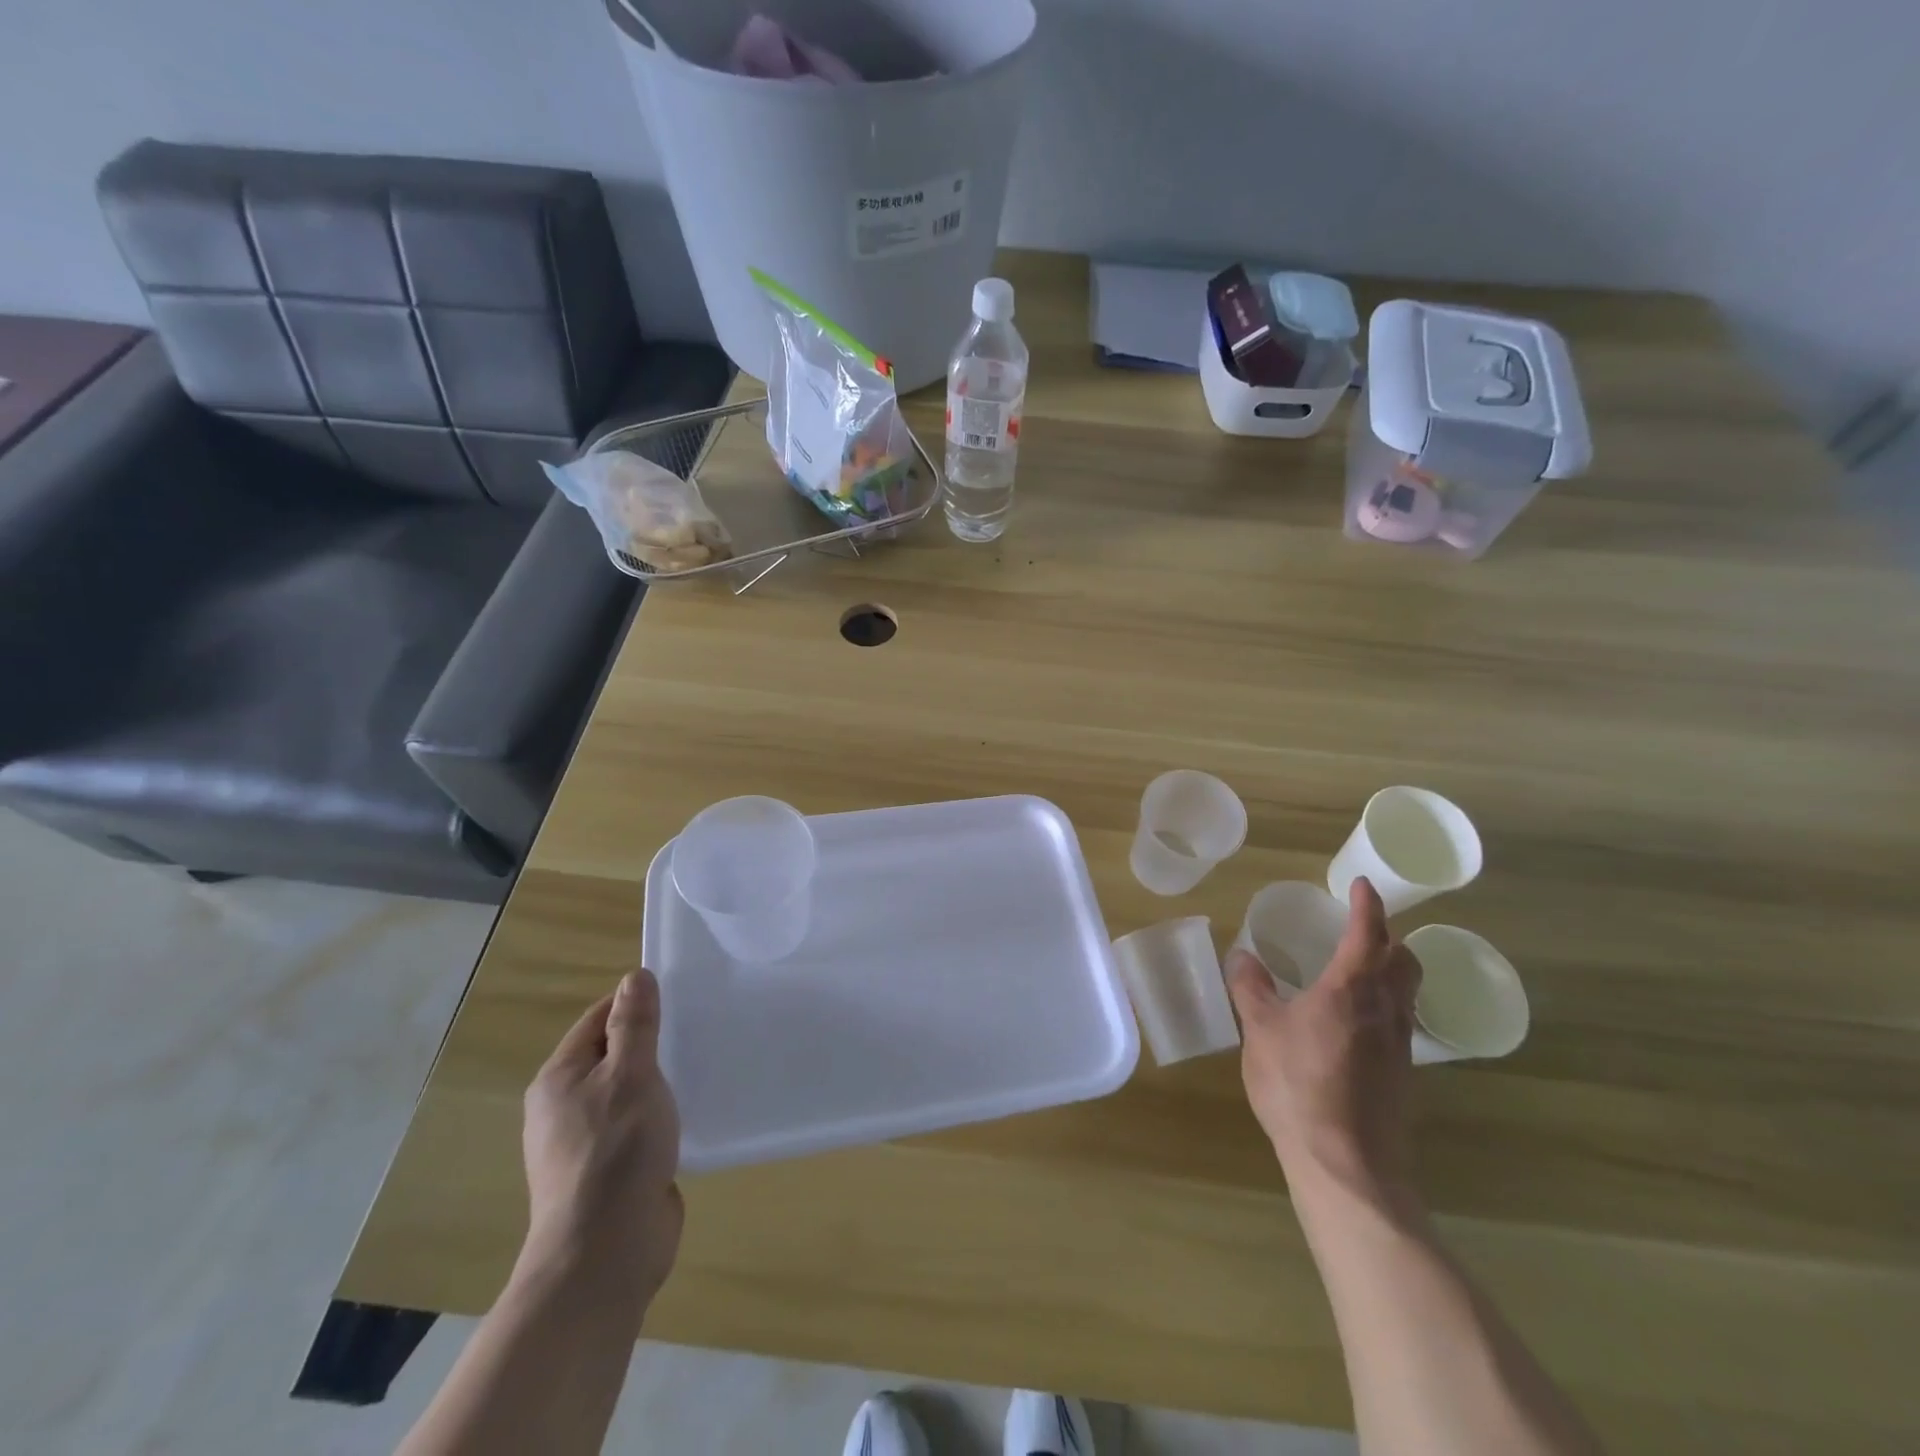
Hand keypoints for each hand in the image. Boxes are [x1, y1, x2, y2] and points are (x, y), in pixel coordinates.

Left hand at [521, 969, 683, 1316]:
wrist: (606, 1252)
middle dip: (651, 1042)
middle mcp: (563, 1108)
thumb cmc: (616, 1151)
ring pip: (626, 1093)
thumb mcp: (631, 1075)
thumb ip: (634, 1025)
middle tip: (696, 1029)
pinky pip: (636, 1126)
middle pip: (611, 1055)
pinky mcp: (608, 1172)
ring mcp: (583, 1143)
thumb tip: (635, 977)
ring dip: (658, 1081)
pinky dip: (659, 1114)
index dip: (634, 1004)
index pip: (598, 1020)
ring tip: (700, 1067)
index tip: (679, 998)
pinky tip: (689, 1114)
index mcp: (558, 1079)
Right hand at [1224, 879, 1421, 1217]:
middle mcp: (1386, 1009)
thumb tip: (1242, 955)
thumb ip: (1251, 989)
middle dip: (1389, 939)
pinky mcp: (1403, 1077)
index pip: (1368, 933)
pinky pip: (1401, 1024)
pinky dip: (1386, 1007)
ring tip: (1360, 973)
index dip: (1367, 905)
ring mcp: (1400, 1046)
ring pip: (1408, 993)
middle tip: (1362, 931)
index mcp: (1351, 988)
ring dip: (1393, 973)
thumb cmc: (1297, 1085)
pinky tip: (1357, 1025)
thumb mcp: (1261, 1031)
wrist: (1346, 1164)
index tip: (1362, 886)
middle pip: (1405, 961)